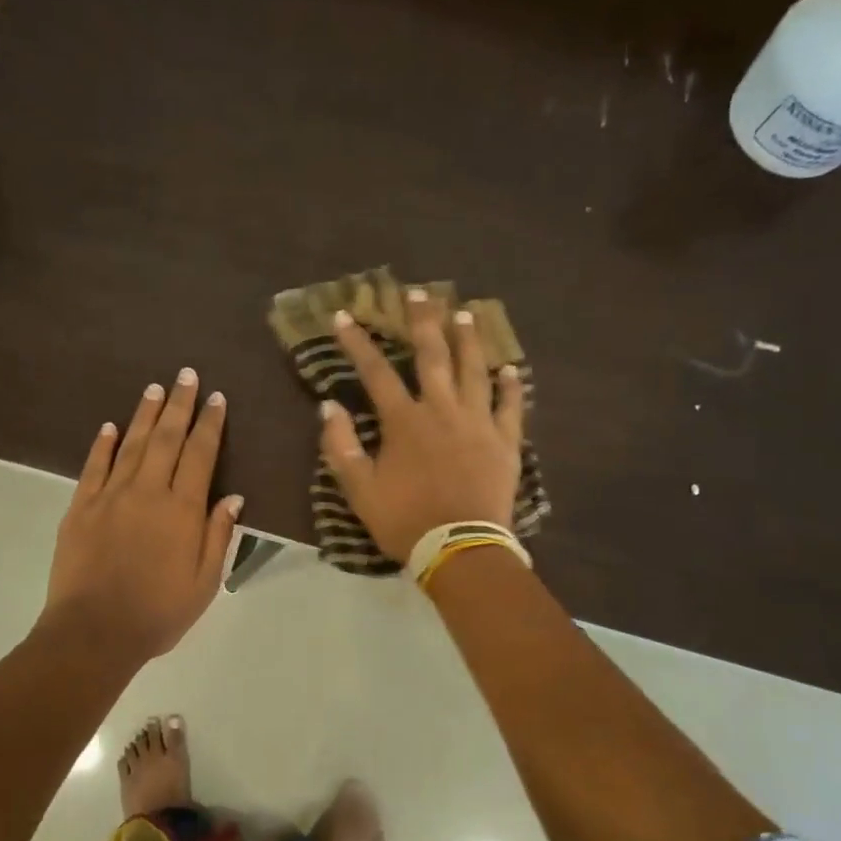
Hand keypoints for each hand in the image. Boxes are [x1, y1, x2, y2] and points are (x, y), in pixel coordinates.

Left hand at [40, 370, 243, 662]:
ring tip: (156, 388)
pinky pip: (94, 467)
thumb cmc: (158, 613)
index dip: (210, 424)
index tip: (216, 398)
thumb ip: (218, 536)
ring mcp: (110, 496)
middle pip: (167, 439)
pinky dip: (103, 444)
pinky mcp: (80, 508)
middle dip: (180, 405)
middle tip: (187, 375)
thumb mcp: (204, 583)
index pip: (200, 455)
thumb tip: (233, 497)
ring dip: (146, 415)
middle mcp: (147, 492)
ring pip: (132, 444)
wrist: (94, 632)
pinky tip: (110, 426)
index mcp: (182, 510)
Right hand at [321, 290, 523, 562]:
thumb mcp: (359, 489)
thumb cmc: (405, 520)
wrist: (459, 547)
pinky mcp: (505, 442)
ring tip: (464, 314)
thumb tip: (329, 406)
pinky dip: (511, 386)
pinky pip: (510, 407)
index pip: (376, 372)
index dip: (358, 343)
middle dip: (423, 321)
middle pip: (433, 356)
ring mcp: (478, 423)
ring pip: (474, 371)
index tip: (344, 316)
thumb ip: (340, 446)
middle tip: (419, 292)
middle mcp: (442, 410)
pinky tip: (510, 368)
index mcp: (404, 421)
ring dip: (468, 340)